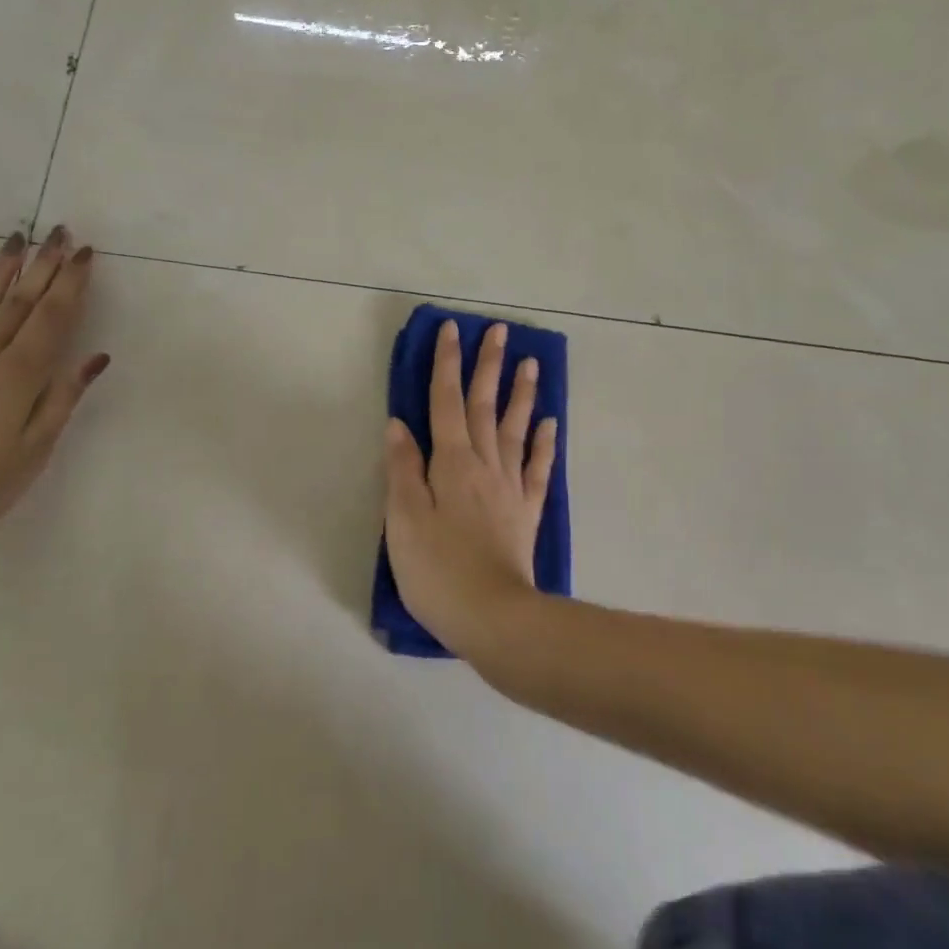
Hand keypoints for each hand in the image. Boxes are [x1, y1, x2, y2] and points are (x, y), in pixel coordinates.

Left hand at [0, 227, 109, 557]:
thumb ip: (62, 400)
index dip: (71, 284)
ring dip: (0, 271)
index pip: (53, 319)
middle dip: (44, 266)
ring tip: (17, 239)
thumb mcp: (33, 453)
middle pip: (19, 303)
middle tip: (59, 231)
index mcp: (18, 377)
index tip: (84, 252)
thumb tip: (94, 357)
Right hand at [383, 320, 558, 661]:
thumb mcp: (403, 519)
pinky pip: (537, 469)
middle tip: (500, 331)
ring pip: (515, 429)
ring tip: (530, 363)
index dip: (446, 364)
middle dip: (488, 366)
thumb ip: (402, 469)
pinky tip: (549, 424)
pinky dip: (543, 443)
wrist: (493, 618)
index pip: (445, 402)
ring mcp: (510, 487)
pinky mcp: (526, 512)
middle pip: (485, 406)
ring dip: (521, 394)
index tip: (452, 330)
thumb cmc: (437, 570)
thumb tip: (399, 424)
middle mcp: (484, 465)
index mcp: (450, 463)